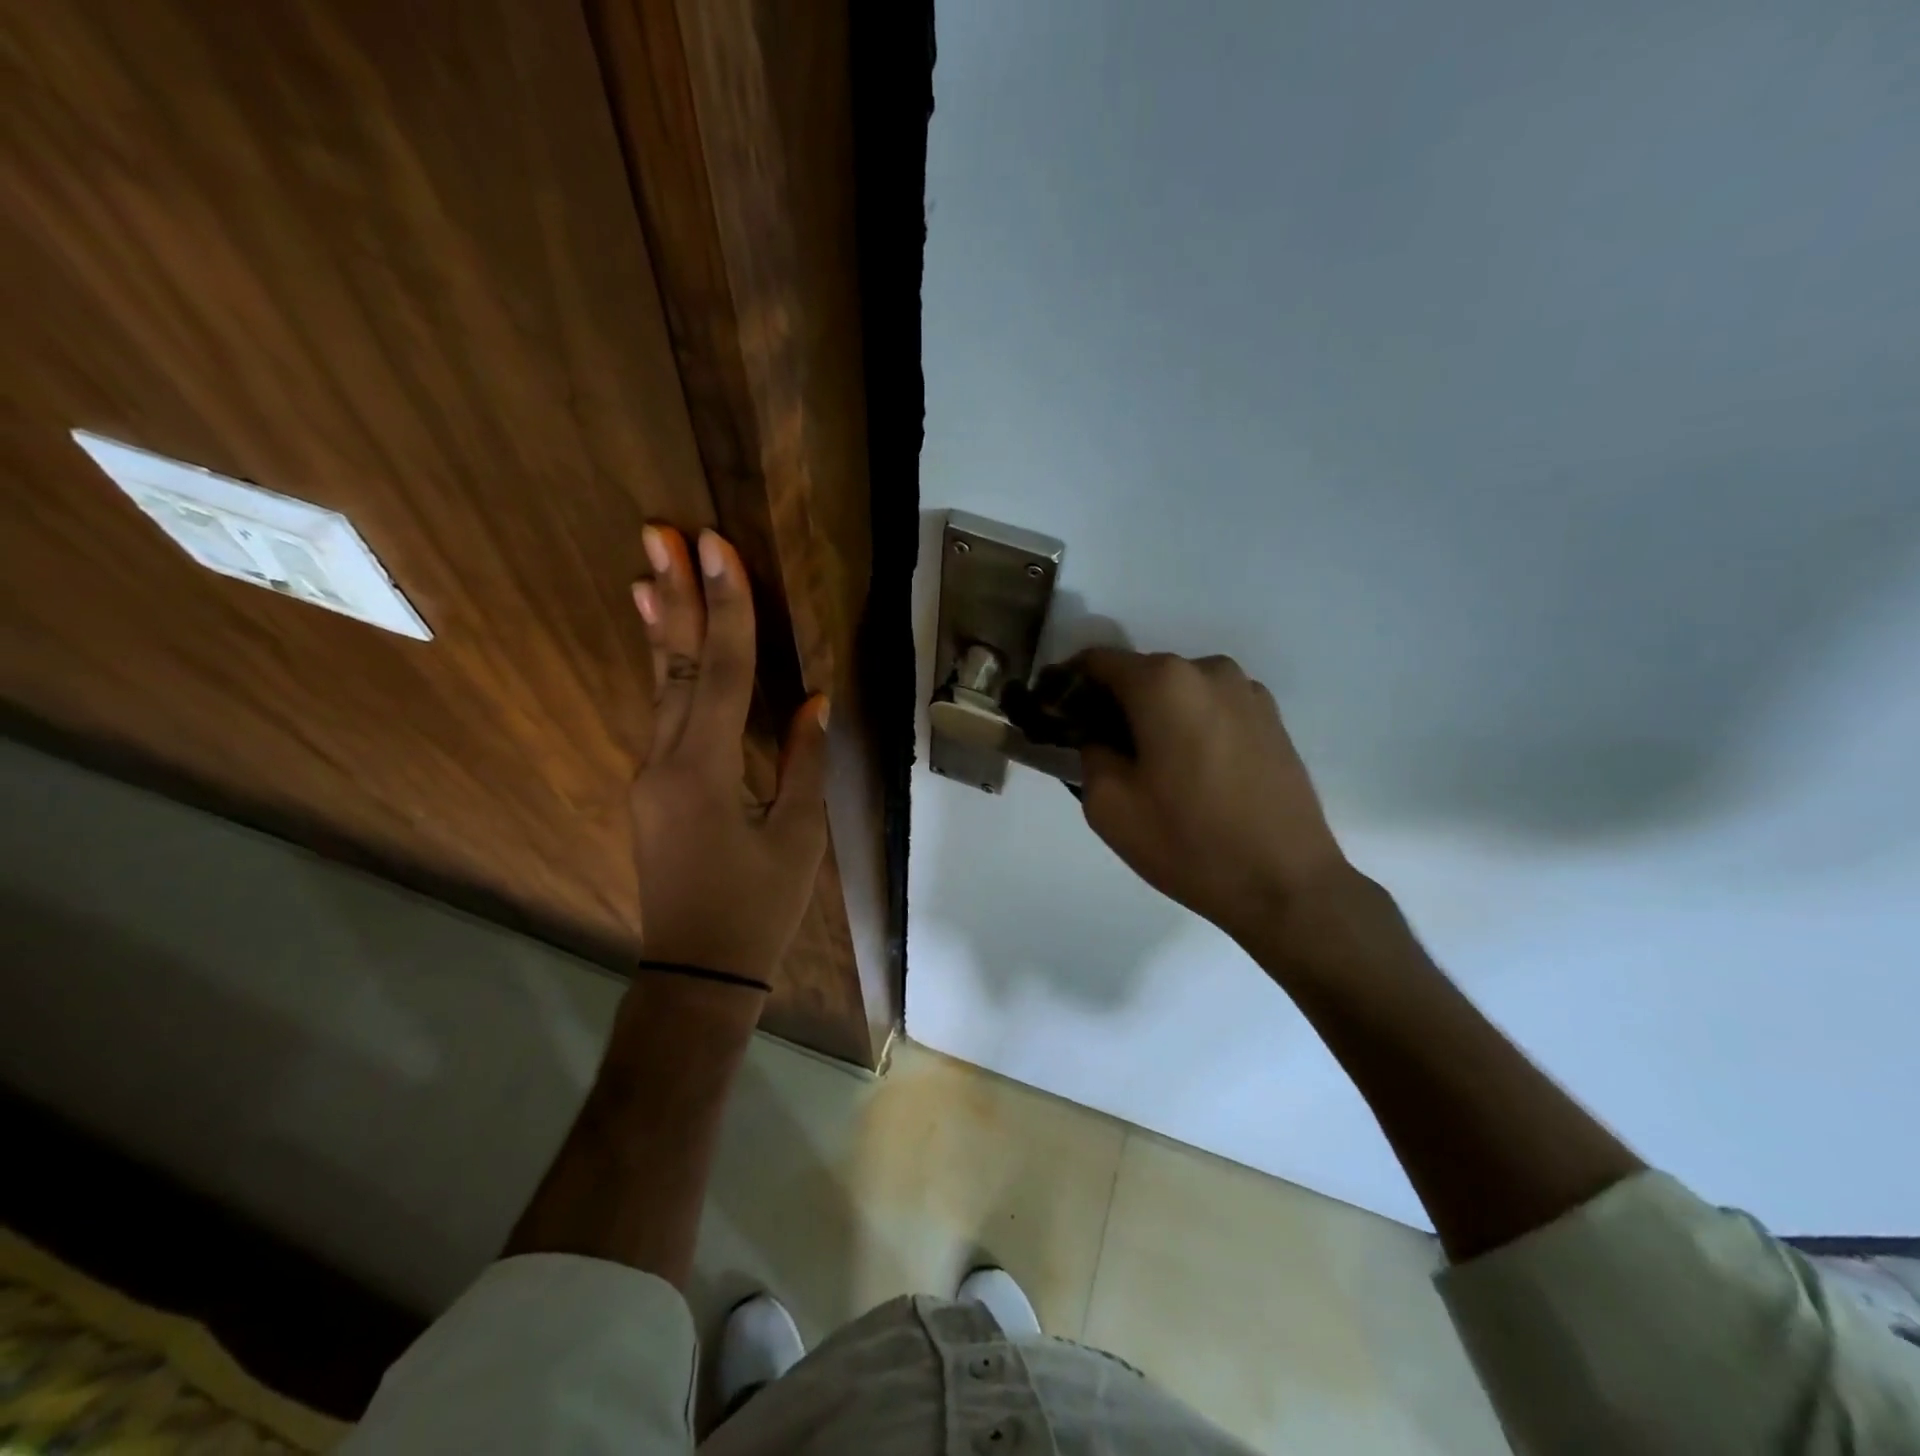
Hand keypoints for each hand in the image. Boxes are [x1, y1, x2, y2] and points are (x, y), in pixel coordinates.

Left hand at [628, 525, 829, 984]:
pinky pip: (658, 715)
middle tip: (659, 531)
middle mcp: (664, 762)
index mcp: (704, 772)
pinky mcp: (651, 787)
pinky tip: (660, 643)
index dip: (725, 609)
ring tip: (648, 571)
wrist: (697, 973)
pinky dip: (661, 671)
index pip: (719, 674)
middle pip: (672, 666)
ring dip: (658, 626)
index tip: (715, 548)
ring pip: (657, 687)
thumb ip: (804, 762)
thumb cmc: (757, 909)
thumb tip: (815, 700)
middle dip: (672, 595)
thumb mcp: (798, 838)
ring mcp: (649, 775)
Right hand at [1075, 649, 1348, 944]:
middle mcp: (1208, 670)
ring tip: (1151, 767)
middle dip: (1113, 703)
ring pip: (1178, 691)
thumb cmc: (1188, 843)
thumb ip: (1089, 752)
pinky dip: (1189, 725)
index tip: (1056, 716)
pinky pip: (1211, 708)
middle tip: (1100, 750)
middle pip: (1140, 674)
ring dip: (1154, 715)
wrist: (1286, 884)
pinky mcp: (1271, 718)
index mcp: (1163, 683)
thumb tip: (1098, 735)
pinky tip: (1192, 772)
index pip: (1097, 661)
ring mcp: (1247, 691)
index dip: (1068, 684)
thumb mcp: (1108, 805)